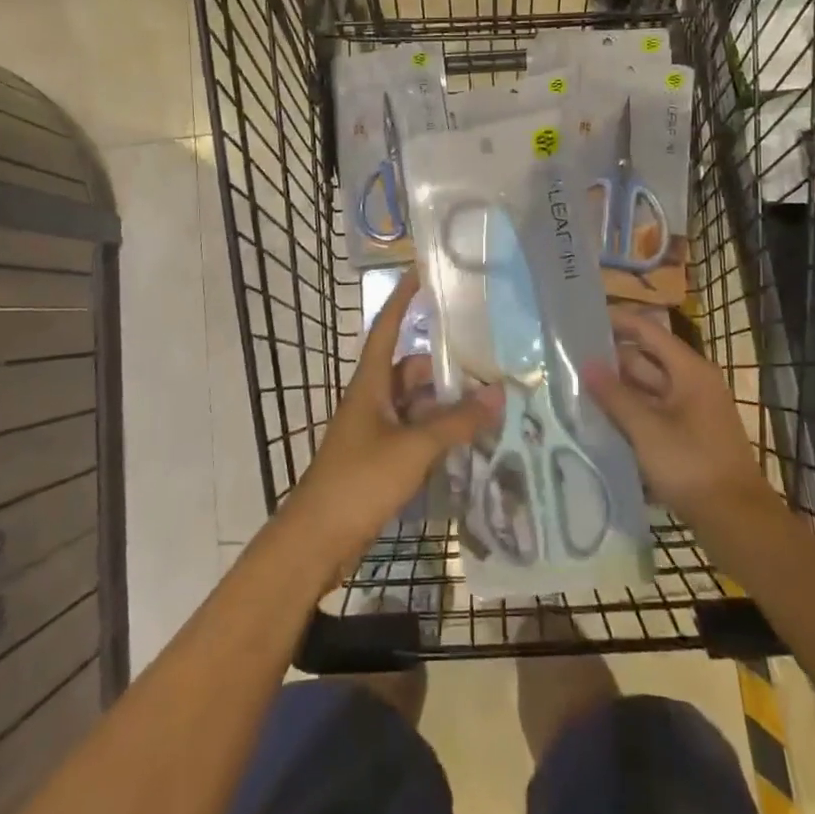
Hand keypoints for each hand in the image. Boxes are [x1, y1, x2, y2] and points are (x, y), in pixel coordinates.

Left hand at [283, 273, 501, 581]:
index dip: (402, 299)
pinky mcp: (381, 459)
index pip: (387, 329)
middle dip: (445, 367)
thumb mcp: (412, 448)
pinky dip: (439, 432)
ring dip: (446, 404)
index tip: (422, 273)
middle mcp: (373, 399)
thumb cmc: (358, 481)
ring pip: (417, 404)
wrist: (317, 541)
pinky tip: (469, 440)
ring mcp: (376, 430)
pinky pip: (416, 432)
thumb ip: (455, 422)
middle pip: (411, 370)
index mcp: (370, 384)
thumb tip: (498, 394)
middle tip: (488, 361)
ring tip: (489, 403)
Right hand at [587, 305, 775, 532]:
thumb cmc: (692, 466)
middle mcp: (692, 384)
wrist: (737, 522)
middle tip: (570, 357)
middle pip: (646, 360)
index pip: (648, 331)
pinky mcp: (687, 437)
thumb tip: (586, 364)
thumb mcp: (647, 430)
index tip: (584, 318)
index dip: (618, 322)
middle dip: (611, 359)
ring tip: (577, 386)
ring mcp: (691, 412)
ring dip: (617, 389)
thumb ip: (615, 396)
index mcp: (689, 371)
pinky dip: (629, 413)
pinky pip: (652, 413)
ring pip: (647, 389)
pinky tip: (600, 420)